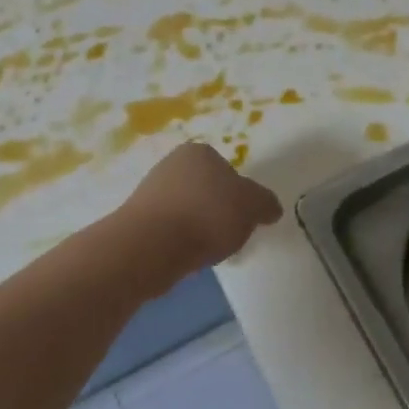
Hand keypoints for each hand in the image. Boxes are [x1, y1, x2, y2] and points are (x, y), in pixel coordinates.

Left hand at [123, 143, 282, 270]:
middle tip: (228, 235)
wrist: (151, 245)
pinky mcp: (138, 220)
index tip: (243, 217)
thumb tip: (270, 208)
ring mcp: (150, 191)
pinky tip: (186, 256)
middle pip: (206, 190)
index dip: (239, 195)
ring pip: (187, 211)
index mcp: (199, 152)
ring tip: (207, 251)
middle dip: (218, 211)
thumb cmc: (207, 215)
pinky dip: (180, 242)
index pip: (227, 169)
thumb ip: (265, 203)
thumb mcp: (252, 206)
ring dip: (198, 228)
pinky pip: (170, 230)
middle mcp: (171, 164)